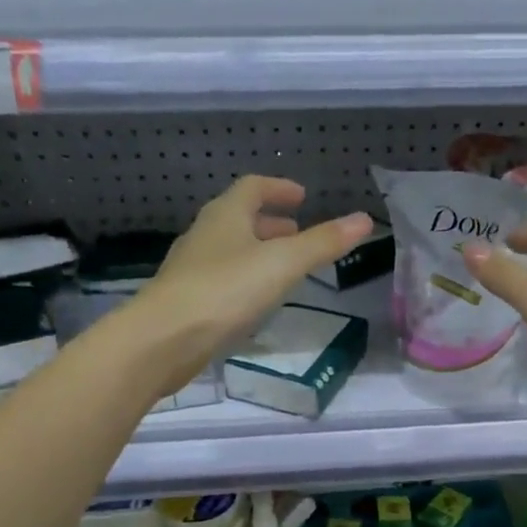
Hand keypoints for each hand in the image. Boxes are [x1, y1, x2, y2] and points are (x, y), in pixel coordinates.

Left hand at [129, 177, 372, 389]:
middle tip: (297, 232)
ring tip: (283, 267)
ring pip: (230, 249)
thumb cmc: (225, 291)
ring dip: (257, 250)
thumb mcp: (283, 264)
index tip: (302, 197)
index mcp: (225, 215)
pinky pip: (222, 278)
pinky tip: (257, 300)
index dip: (279, 188)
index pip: (253, 188)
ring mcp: (192, 268)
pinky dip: (245, 278)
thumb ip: (323, 243)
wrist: (163, 339)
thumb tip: (364, 219)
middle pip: (239, 217)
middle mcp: (205, 235)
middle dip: (270, 222)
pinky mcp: (188, 300)